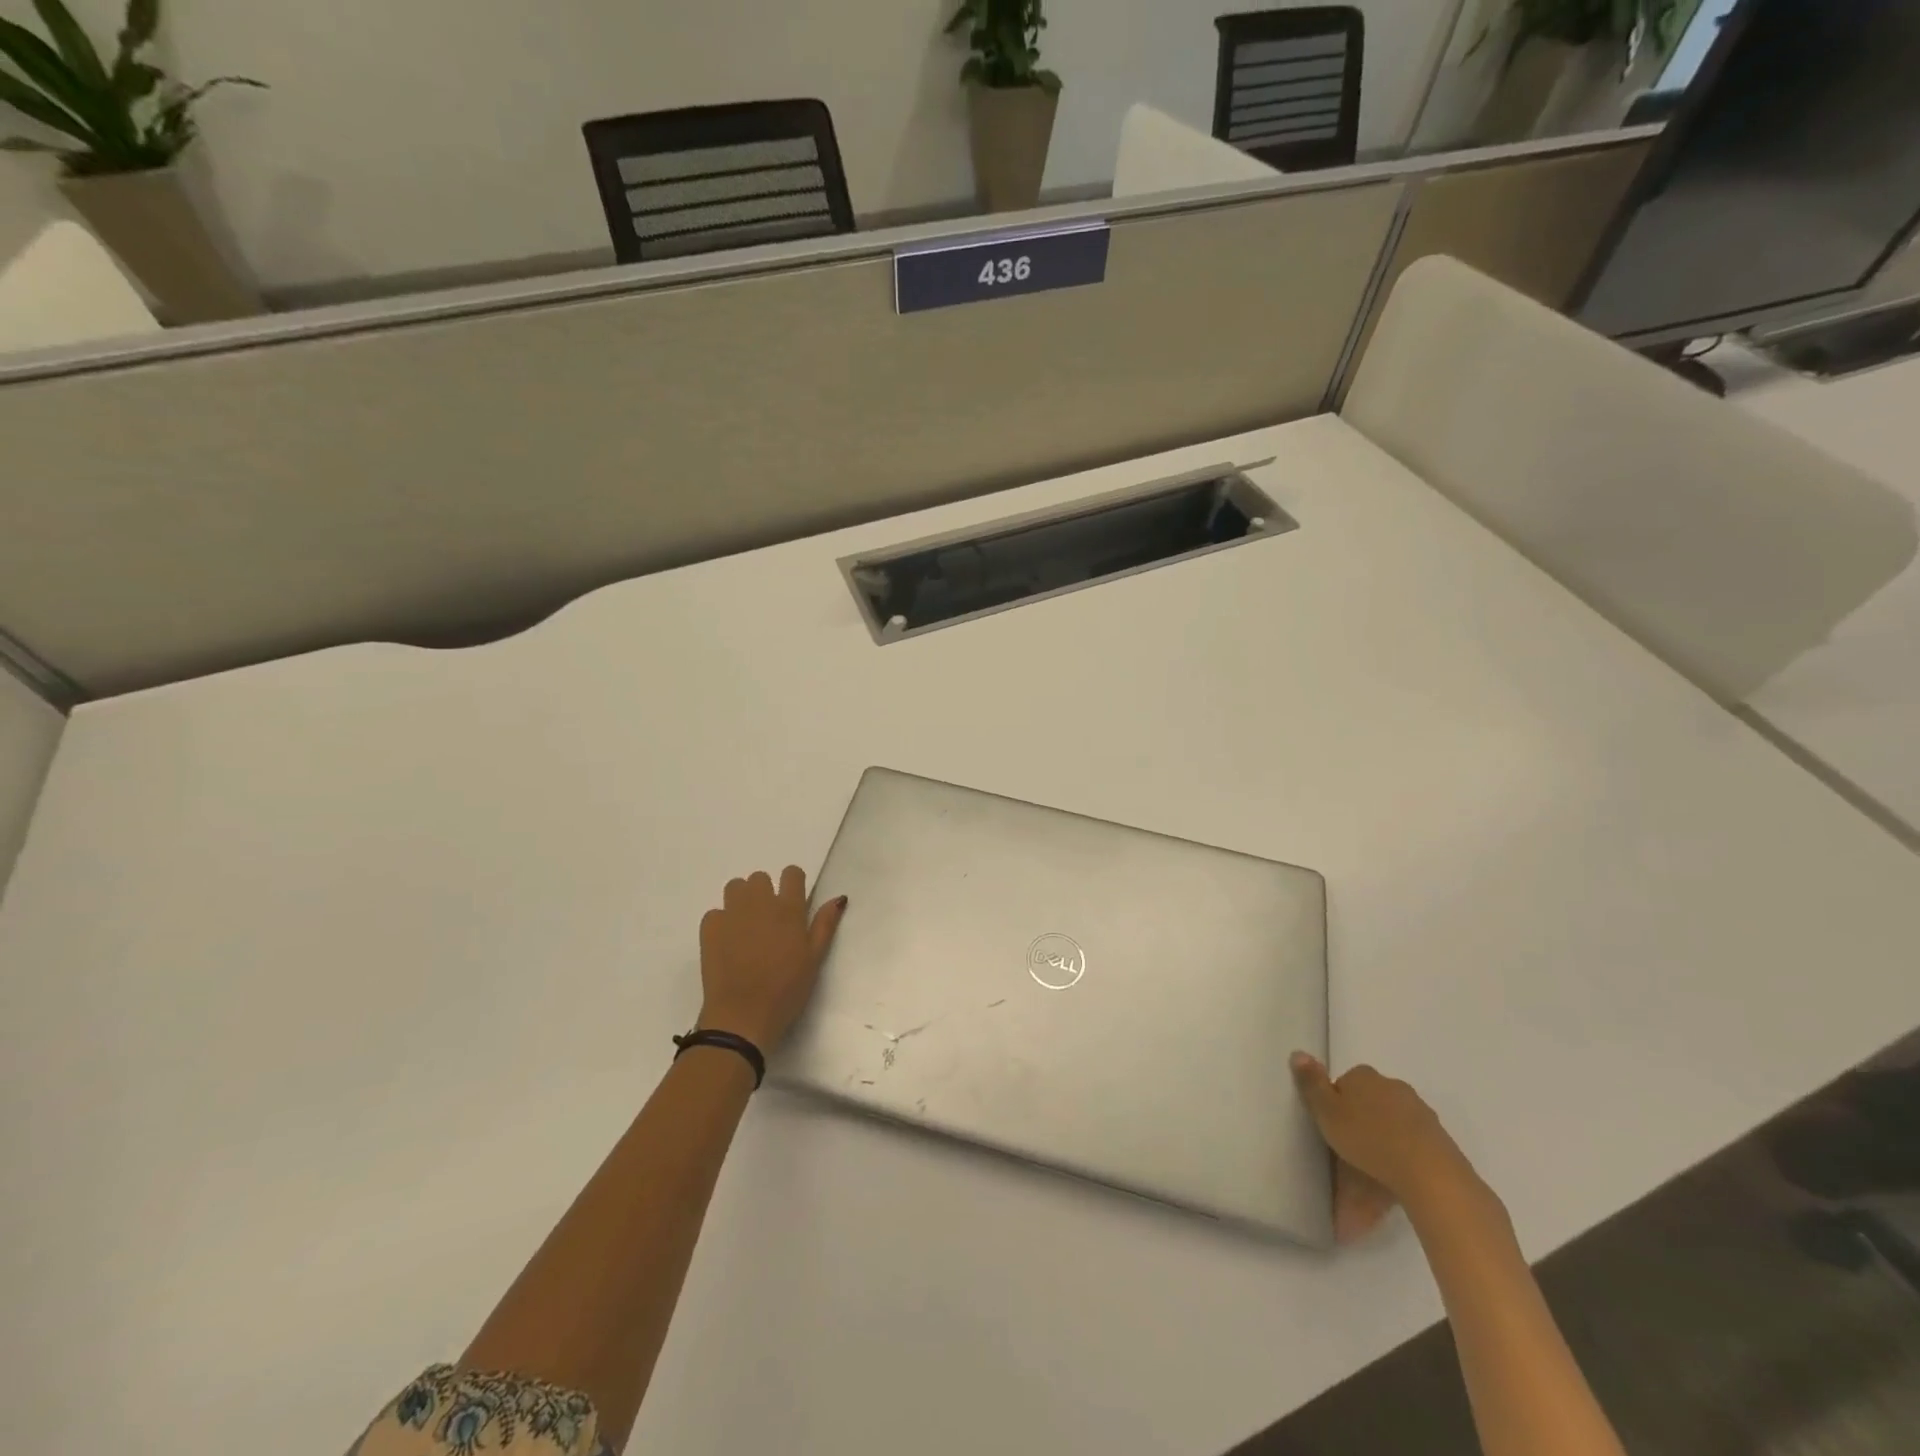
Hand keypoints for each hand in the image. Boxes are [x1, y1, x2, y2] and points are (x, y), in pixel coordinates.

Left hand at [696, 867, 846, 1053]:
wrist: (743, 1016)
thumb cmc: (787, 990)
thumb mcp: (815, 959)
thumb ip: (825, 925)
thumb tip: (839, 898)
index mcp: (789, 909)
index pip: (792, 873)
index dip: (793, 883)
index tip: (793, 901)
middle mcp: (760, 903)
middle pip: (760, 877)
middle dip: (764, 892)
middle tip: (768, 920)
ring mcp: (732, 914)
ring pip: (735, 887)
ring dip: (741, 900)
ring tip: (746, 926)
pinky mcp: (709, 928)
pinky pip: (715, 913)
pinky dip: (721, 922)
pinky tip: (727, 943)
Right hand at [1291, 1054, 1473, 1241]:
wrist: (1430, 1173)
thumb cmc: (1369, 1138)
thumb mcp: (1327, 1111)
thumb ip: (1311, 1083)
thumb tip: (1298, 1052)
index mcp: (1364, 1076)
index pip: (1344, 1083)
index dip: (1335, 1106)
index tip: (1333, 1130)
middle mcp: (1393, 1087)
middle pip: (1370, 1104)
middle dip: (1361, 1126)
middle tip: (1349, 1157)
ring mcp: (1420, 1113)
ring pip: (1391, 1127)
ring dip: (1381, 1146)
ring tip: (1370, 1184)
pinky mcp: (1440, 1141)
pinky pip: (1411, 1148)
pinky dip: (1401, 1163)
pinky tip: (1393, 1188)